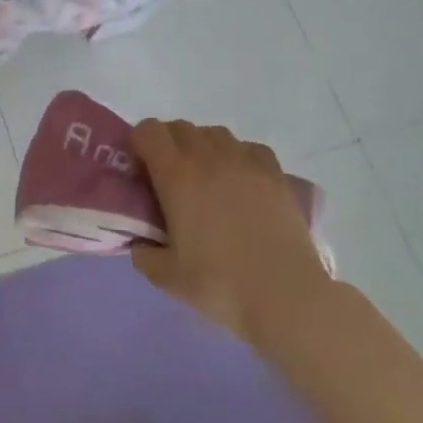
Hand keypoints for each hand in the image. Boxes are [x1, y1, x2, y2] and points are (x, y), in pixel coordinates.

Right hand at [129, 120, 330, 345]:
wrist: (284, 295)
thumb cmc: (219, 284)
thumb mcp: (166, 276)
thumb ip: (144, 254)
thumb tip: (141, 244)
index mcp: (177, 175)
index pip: (148, 131)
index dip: (138, 145)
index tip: (141, 173)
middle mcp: (209, 156)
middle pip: (180, 128)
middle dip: (167, 146)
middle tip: (169, 181)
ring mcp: (246, 161)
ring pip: (214, 133)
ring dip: (202, 148)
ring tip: (206, 182)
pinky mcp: (275, 172)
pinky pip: (248, 148)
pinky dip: (237, 156)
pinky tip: (240, 184)